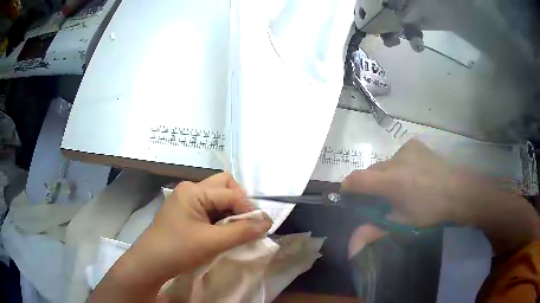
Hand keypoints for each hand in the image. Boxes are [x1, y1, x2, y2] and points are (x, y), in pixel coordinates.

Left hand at [90, 173, 271, 302]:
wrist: (150, 263)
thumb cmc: (178, 249)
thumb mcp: (212, 242)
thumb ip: (242, 231)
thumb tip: (268, 222)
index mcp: (194, 191)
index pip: (231, 193)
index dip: (248, 209)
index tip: (260, 227)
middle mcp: (190, 189)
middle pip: (224, 186)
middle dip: (239, 203)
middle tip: (245, 223)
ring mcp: (186, 200)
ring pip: (217, 197)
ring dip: (230, 211)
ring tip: (235, 230)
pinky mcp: (185, 212)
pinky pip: (209, 208)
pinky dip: (220, 217)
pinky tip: (222, 232)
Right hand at [344, 139, 482, 256]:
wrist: (458, 190)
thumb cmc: (430, 210)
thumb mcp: (402, 223)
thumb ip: (374, 232)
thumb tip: (350, 249)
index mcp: (390, 181)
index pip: (356, 179)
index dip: (348, 188)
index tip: (351, 197)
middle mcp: (395, 160)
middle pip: (371, 171)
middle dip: (371, 184)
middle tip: (384, 199)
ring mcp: (405, 149)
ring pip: (385, 164)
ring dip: (386, 175)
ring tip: (403, 187)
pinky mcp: (415, 145)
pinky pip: (398, 155)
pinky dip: (399, 165)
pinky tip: (413, 173)